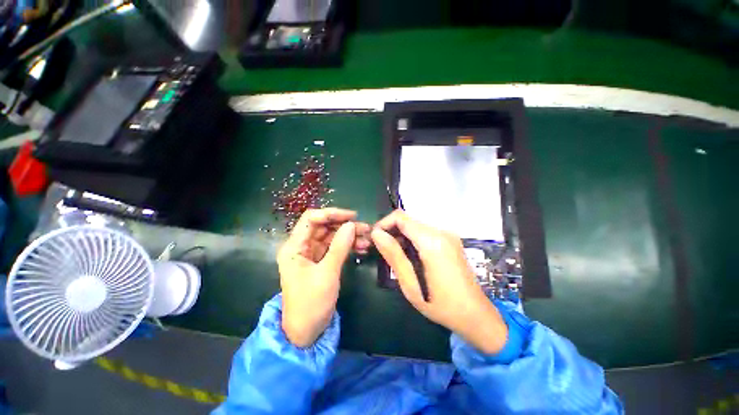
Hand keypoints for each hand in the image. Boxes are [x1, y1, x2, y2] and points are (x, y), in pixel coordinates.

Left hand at [278, 208, 370, 346]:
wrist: (306, 332)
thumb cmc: (311, 303)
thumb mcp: (327, 273)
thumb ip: (340, 247)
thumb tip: (352, 225)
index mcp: (294, 247)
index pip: (311, 219)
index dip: (331, 214)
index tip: (352, 216)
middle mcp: (302, 246)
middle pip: (324, 226)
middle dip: (345, 225)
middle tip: (366, 228)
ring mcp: (312, 254)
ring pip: (332, 236)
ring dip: (349, 235)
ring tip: (368, 238)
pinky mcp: (321, 261)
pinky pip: (335, 247)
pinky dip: (348, 246)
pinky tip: (362, 247)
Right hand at [371, 210, 507, 354]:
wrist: (476, 315)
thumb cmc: (440, 305)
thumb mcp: (411, 285)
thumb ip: (393, 255)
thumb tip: (376, 234)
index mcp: (432, 242)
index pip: (400, 217)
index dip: (383, 223)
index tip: (374, 239)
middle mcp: (441, 232)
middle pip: (408, 220)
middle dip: (391, 230)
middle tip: (381, 249)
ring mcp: (448, 235)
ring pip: (415, 225)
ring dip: (401, 235)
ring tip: (393, 254)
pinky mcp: (450, 240)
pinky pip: (425, 232)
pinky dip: (412, 238)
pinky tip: (409, 255)